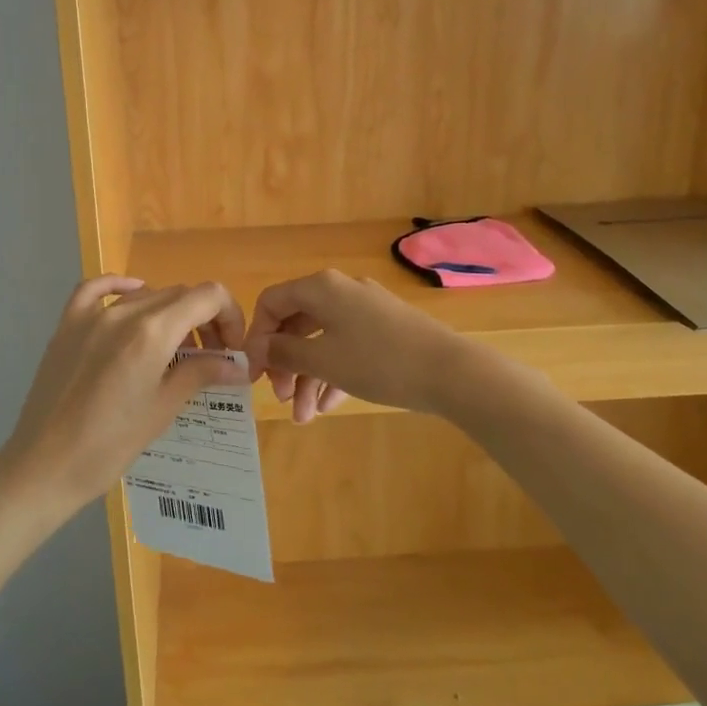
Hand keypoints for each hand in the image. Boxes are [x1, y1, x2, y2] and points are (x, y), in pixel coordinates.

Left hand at [0, 276, 246, 511]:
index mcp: (152, 332)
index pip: (207, 297)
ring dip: (170, 314)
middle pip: (179, 294)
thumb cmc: (110, 445)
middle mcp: (124, 313)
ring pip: (146, 295)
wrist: (44, 466)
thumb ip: (201, 374)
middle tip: (210, 357)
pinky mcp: (67, 326)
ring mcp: (91, 316)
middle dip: (204, 319)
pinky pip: (96, 289)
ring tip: (175, 350)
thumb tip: (239, 365)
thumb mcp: (163, 409)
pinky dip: (121, 287)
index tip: (230, 349)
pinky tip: (133, 298)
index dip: (229, 316)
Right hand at [244, 270, 465, 422]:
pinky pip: (348, 346)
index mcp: (322, 288)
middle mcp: (341, 291)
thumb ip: (285, 353)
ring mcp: (366, 310)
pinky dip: (334, 373)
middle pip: (297, 324)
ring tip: (305, 416)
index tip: (255, 373)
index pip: (272, 302)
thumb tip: (259, 348)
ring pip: (323, 340)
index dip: (257, 337)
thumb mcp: (324, 360)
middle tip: (281, 398)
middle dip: (285, 364)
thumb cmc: (378, 362)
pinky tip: (330, 405)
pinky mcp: (386, 329)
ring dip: (309, 377)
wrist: (451, 372)